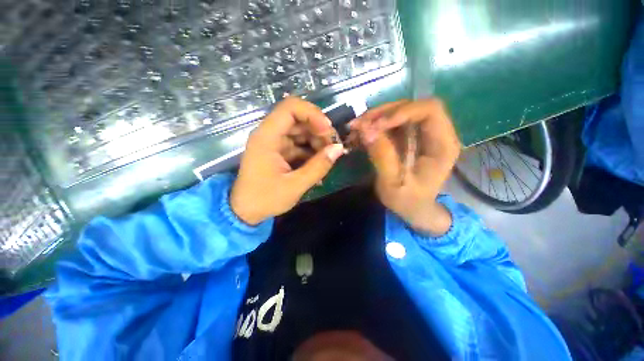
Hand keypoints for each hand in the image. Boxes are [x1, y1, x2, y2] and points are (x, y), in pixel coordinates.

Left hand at [231, 97, 345, 224]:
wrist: (245, 211)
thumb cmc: (265, 199)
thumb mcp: (295, 185)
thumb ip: (319, 166)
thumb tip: (338, 149)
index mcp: (267, 137)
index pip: (291, 108)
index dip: (313, 114)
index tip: (328, 131)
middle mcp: (269, 134)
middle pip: (299, 119)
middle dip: (319, 131)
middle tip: (332, 148)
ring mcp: (274, 143)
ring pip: (300, 132)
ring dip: (317, 142)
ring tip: (327, 159)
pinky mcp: (279, 152)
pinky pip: (298, 145)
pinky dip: (310, 152)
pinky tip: (318, 166)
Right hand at [351, 99, 460, 235]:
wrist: (413, 209)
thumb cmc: (408, 201)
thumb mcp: (393, 183)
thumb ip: (382, 156)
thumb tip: (366, 129)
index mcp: (442, 145)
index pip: (429, 110)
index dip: (402, 111)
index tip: (375, 125)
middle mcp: (435, 133)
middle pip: (411, 107)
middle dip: (382, 113)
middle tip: (359, 125)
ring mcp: (420, 134)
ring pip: (398, 113)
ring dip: (374, 118)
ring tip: (355, 129)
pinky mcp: (407, 138)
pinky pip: (390, 124)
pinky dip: (373, 126)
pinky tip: (359, 135)